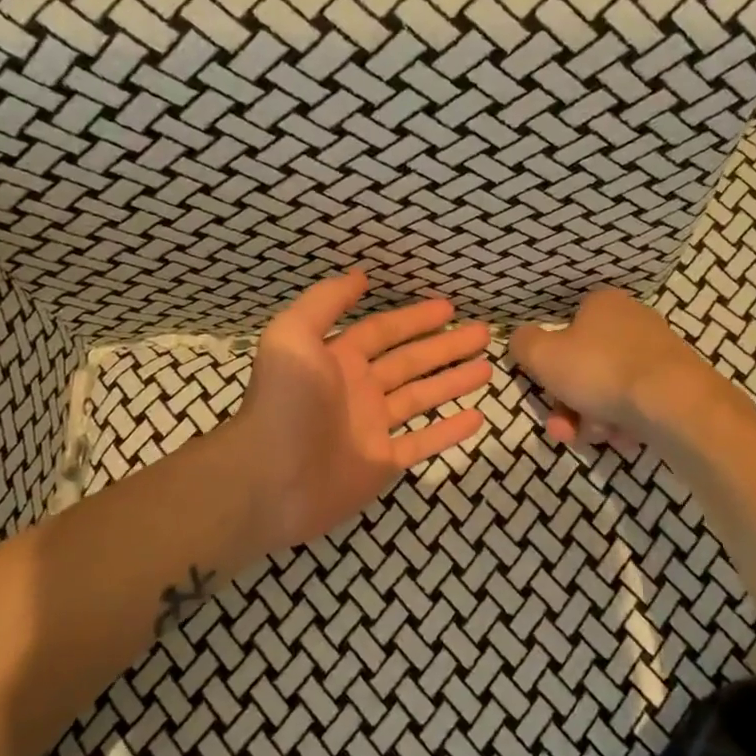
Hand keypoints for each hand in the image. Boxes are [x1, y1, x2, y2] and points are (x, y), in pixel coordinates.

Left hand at [234, 271, 490, 551]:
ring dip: (453, 382)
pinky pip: (422, 443)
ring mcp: (371, 429)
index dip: (415, 318)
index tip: (450, 308)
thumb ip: (325, 301)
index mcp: (338, 359)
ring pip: (421, 398)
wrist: (269, 479)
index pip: (384, 331)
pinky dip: (449, 431)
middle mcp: (357, 390)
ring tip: (487, 369)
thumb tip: (360, 276)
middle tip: (483, 334)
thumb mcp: (293, 336)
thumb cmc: (284, 403)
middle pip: (410, 362)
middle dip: (446, 346)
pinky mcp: (381, 464)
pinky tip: (477, 418)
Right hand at [510, 287, 718, 451]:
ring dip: (591, 418)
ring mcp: (657, 354)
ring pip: (607, 391)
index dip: (550, 364)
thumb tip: (521, 340)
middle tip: (564, 427)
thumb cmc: (599, 370)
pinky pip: (635, 405)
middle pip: (584, 367)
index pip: (565, 329)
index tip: (545, 389)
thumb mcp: (542, 355)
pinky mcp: (676, 385)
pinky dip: (623, 423)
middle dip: (569, 403)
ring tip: (597, 436)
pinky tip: (623, 437)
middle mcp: (632, 322)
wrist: (673, 403)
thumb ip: (523, 344)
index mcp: (602, 305)